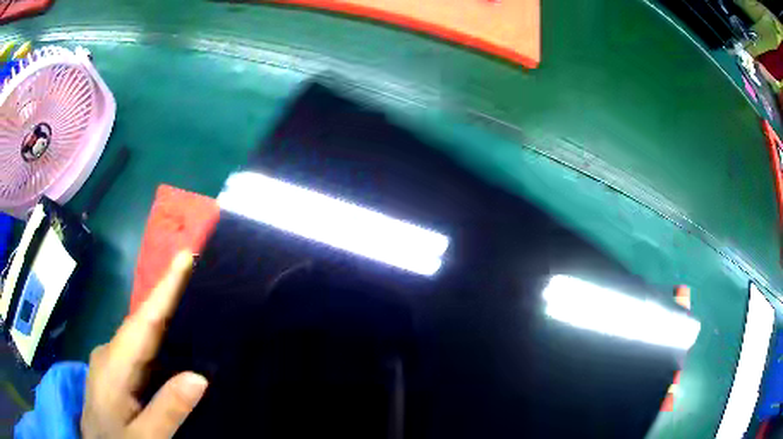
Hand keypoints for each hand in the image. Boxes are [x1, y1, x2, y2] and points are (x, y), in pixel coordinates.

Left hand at [81, 252, 206, 437]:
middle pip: (142, 320)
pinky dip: (156, 334)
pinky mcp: (113, 366)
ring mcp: (109, 357)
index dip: (164, 290)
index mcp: (115, 366)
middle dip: (167, 294)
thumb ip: (167, 409)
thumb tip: (200, 377)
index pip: (144, 322)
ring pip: (139, 331)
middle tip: (196, 271)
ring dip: (163, 313)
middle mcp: (109, 351)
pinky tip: (172, 337)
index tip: (184, 257)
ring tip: (192, 297)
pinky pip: (137, 344)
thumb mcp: (145, 437)